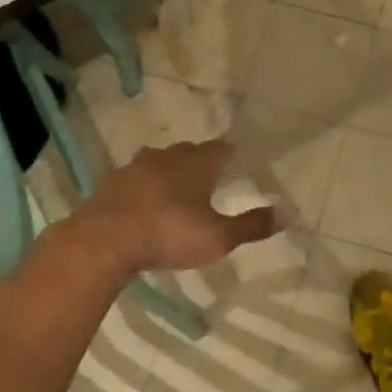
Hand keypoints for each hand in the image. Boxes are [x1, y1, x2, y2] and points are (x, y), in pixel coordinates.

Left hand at [71, 139, 281, 271]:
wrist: (104, 242)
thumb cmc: (170, 234)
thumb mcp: (219, 237)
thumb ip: (252, 226)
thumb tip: (287, 214)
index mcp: (196, 164)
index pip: (220, 149)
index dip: (229, 154)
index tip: (236, 159)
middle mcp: (165, 158)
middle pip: (187, 151)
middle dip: (198, 161)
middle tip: (208, 176)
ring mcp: (133, 169)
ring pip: (157, 162)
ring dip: (167, 172)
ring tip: (175, 189)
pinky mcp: (109, 186)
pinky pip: (133, 180)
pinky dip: (142, 188)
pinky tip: (143, 204)